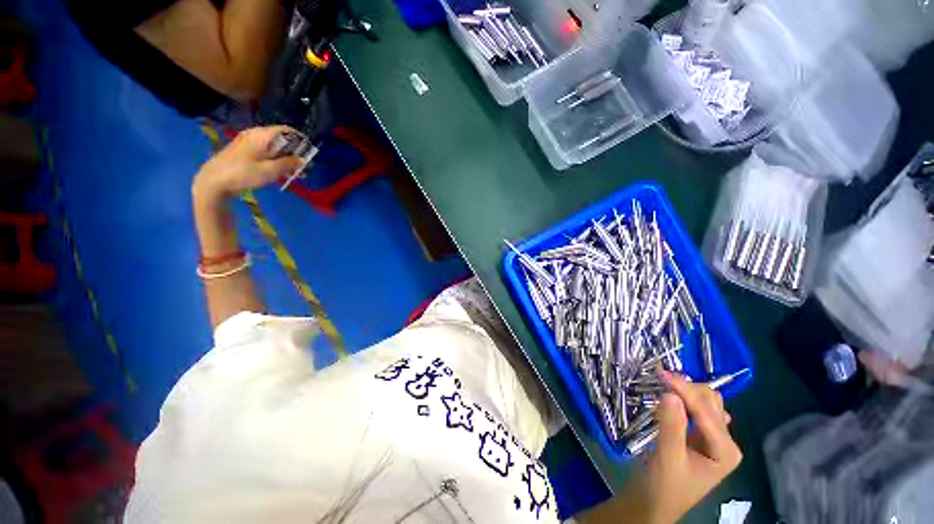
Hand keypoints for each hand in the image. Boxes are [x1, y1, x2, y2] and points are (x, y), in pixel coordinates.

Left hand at [192, 125, 304, 205]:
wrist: (213, 180)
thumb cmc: (243, 173)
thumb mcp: (270, 170)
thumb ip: (288, 164)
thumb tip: (302, 160)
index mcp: (261, 135)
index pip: (286, 130)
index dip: (300, 140)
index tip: (309, 153)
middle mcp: (255, 134)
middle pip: (281, 139)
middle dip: (294, 152)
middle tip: (304, 167)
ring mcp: (248, 142)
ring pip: (274, 147)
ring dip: (286, 158)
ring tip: (294, 173)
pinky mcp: (244, 151)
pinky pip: (266, 152)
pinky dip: (276, 160)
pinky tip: (280, 172)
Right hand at [644, 370, 742, 522]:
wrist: (654, 502)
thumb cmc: (663, 485)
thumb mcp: (667, 457)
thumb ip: (671, 425)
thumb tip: (670, 393)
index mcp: (726, 451)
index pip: (706, 411)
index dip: (684, 390)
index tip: (660, 374)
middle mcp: (725, 441)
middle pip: (710, 403)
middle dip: (687, 389)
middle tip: (659, 379)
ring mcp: (713, 438)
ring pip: (705, 403)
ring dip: (685, 391)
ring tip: (663, 384)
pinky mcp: (699, 436)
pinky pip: (696, 409)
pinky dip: (683, 399)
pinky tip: (671, 398)